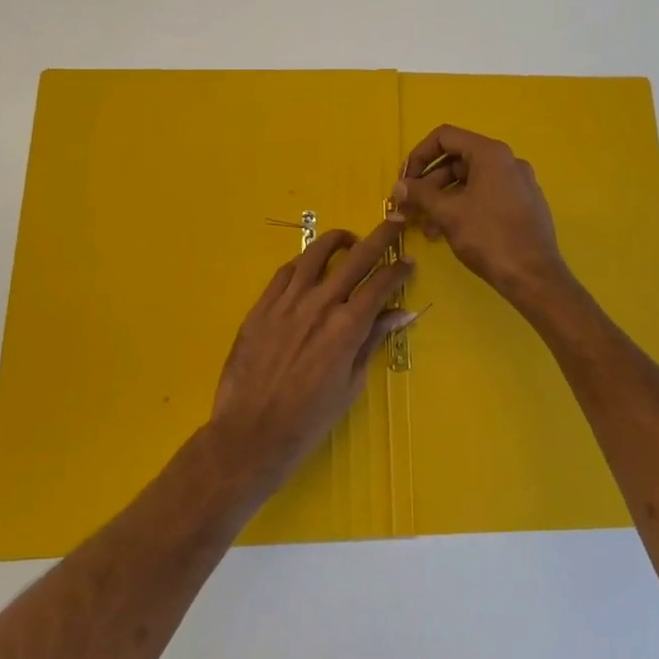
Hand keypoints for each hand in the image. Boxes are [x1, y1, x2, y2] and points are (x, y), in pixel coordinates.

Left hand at [208, 219, 415, 492]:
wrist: (250, 434)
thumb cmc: (308, 419)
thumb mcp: (351, 384)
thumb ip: (372, 341)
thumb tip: (401, 314)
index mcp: (346, 327)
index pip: (380, 285)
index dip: (398, 271)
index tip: (408, 263)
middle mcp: (319, 305)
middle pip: (355, 258)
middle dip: (380, 238)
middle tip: (394, 223)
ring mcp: (287, 302)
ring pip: (315, 254)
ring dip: (338, 241)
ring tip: (349, 240)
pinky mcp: (261, 307)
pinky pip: (284, 272)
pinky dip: (303, 262)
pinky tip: (310, 265)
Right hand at [392, 125, 571, 305]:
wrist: (534, 276)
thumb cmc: (489, 237)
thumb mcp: (448, 213)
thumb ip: (420, 194)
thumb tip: (399, 186)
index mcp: (490, 153)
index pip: (445, 137)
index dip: (418, 155)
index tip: (404, 181)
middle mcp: (507, 161)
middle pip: (457, 160)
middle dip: (428, 184)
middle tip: (409, 207)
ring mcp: (518, 183)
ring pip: (470, 181)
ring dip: (443, 199)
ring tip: (426, 228)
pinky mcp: (524, 204)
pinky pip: (486, 195)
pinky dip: (464, 206)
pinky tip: (449, 232)